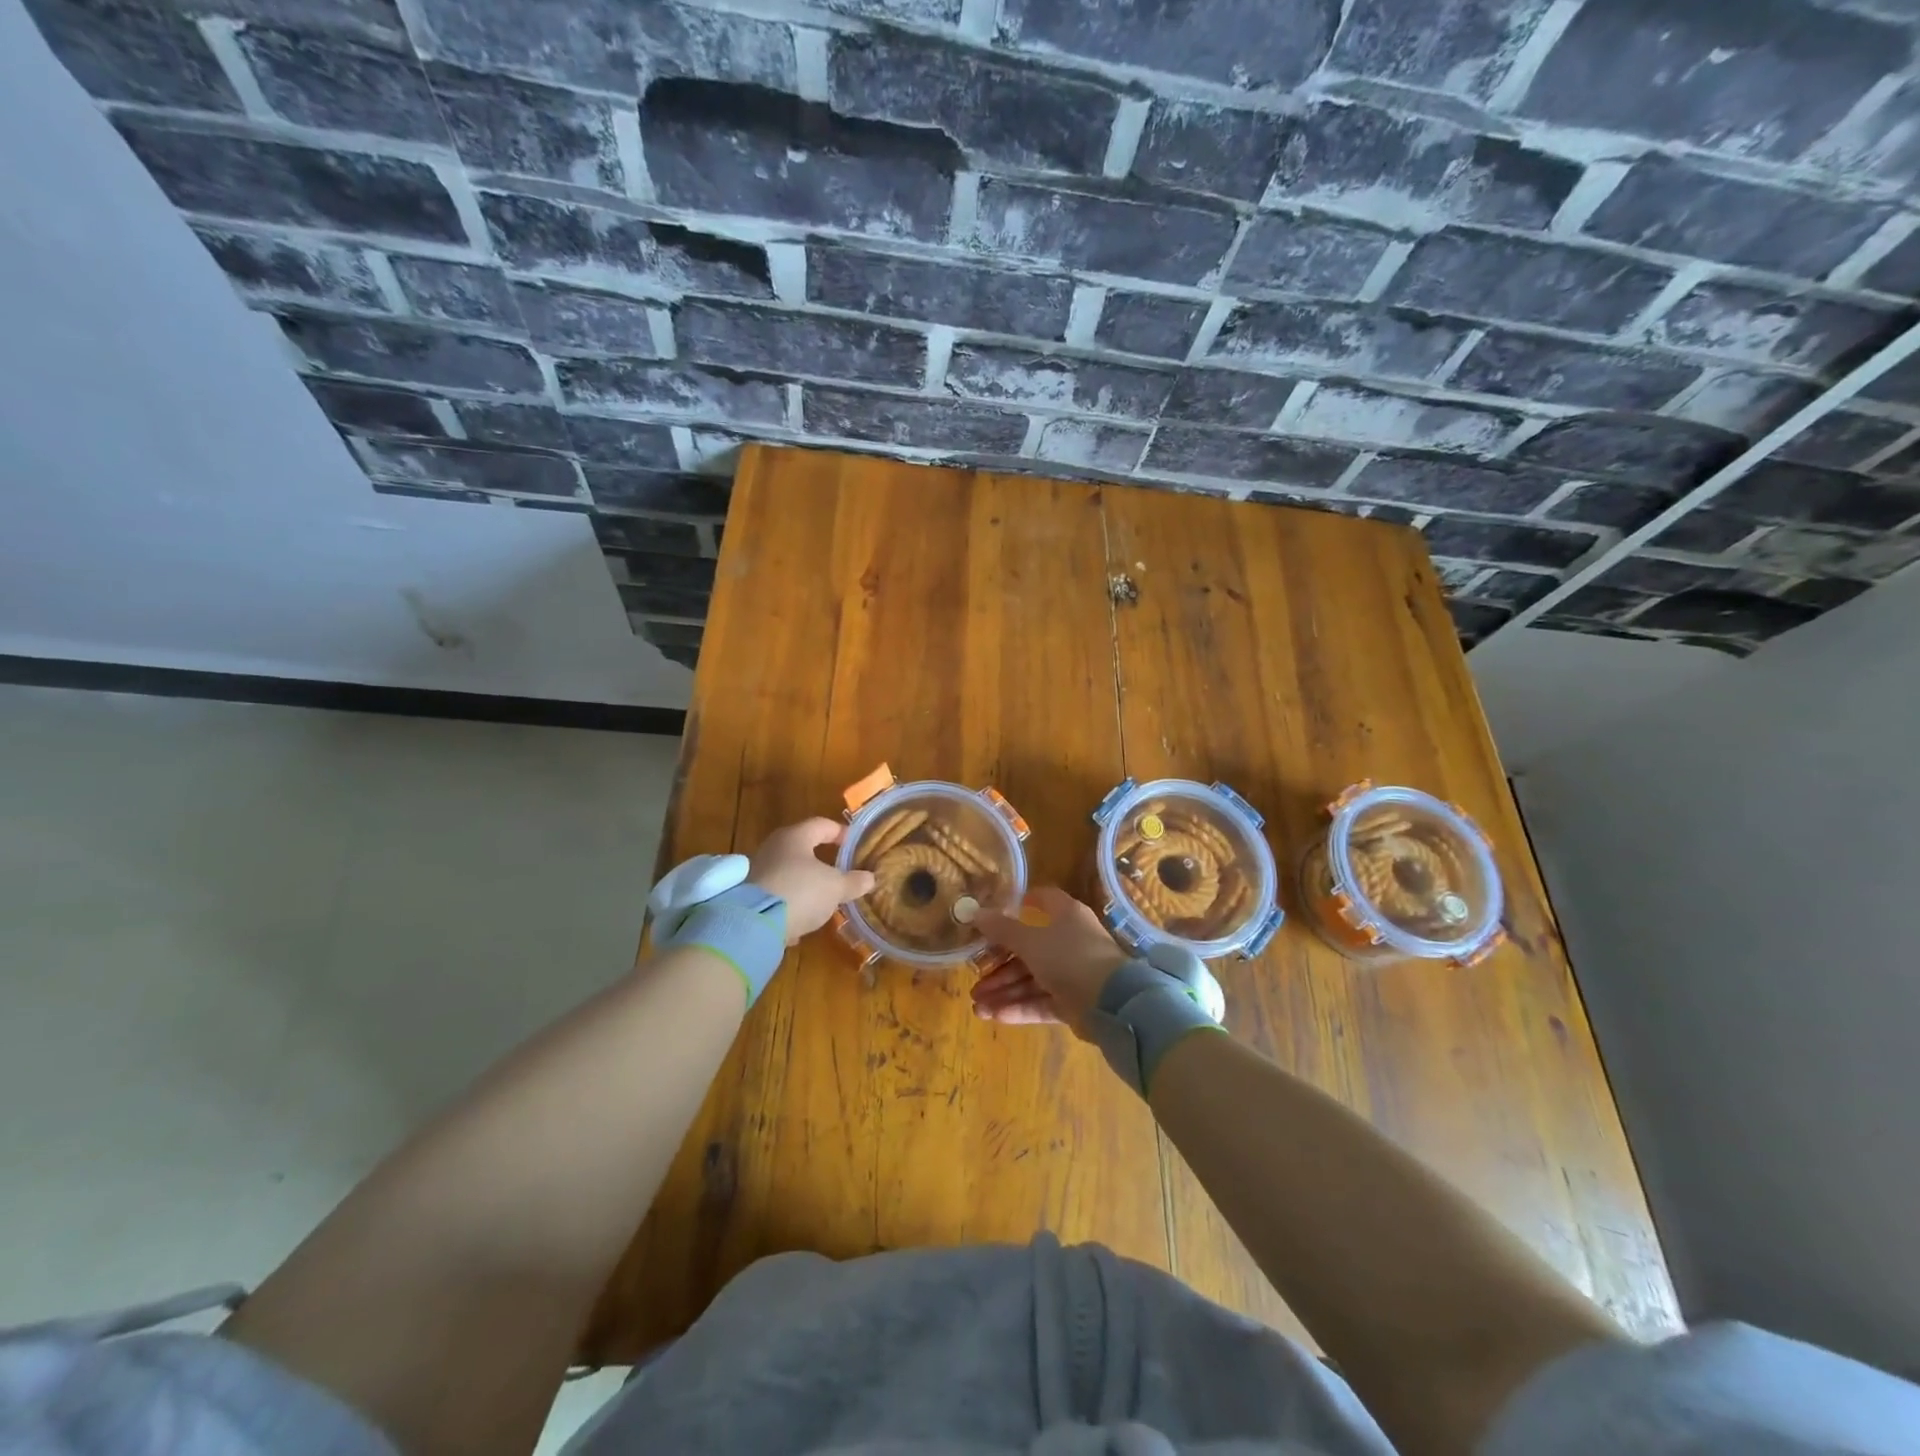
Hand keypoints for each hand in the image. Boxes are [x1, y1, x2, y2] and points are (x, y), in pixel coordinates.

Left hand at [748, 819, 875, 942]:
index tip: (854, 843)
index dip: (840, 832)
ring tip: (822, 899)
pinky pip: (776, 896)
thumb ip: (853, 882)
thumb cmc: (801, 891)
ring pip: (788, 873)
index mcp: (795, 837)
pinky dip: (789, 905)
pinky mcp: (748, 898)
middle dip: (821, 860)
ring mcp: (758, 872)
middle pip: (801, 848)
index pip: (822, 824)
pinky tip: (800, 921)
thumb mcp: (836, 887)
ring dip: (804, 884)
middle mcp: (773, 848)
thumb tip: (870, 878)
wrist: (753, 924)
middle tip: (839, 870)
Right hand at [972, 887, 1129, 1035]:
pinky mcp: (1072, 1002)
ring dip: (1004, 991)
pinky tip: (993, 1016)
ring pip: (1031, 979)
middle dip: (999, 966)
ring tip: (977, 1006)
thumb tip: (976, 913)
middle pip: (1028, 949)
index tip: (990, 920)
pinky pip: (1040, 1001)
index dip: (1015, 907)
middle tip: (974, 979)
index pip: (1039, 902)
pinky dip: (1018, 1007)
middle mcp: (1068, 940)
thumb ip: (1001, 928)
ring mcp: (1071, 972)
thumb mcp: (1029, 939)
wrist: (1111, 1002)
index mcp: (1064, 915)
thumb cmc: (1068, 956)